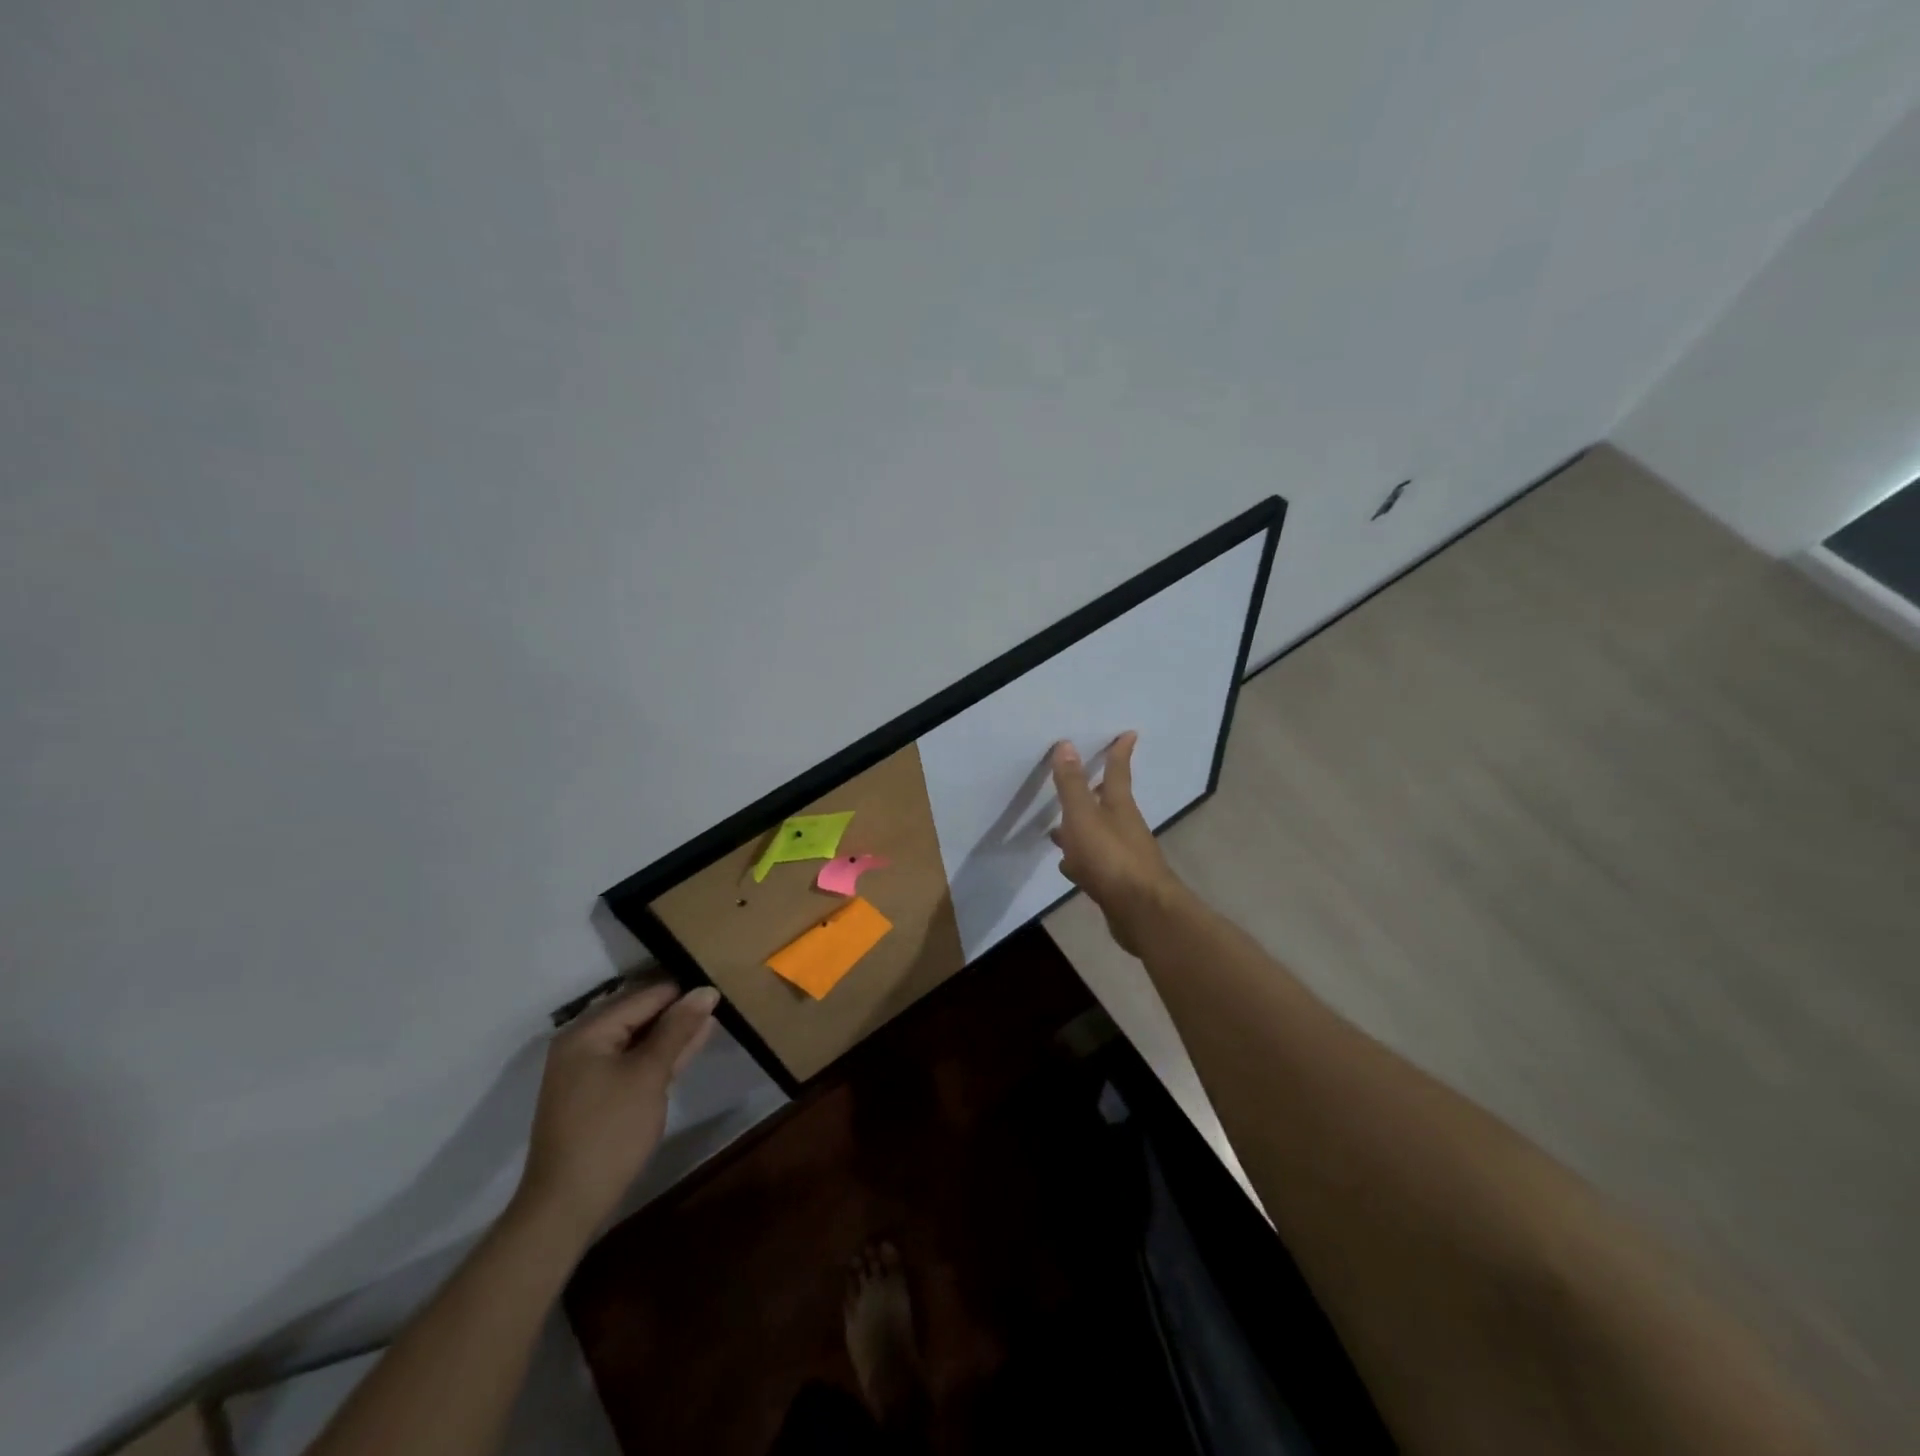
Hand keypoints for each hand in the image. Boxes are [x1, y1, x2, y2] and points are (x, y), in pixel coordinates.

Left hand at [513, 982, 719, 1241]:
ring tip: (713, 1018)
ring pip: (638, 1038)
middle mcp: (583, 1043)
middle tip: (720, 1000)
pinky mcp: (597, 1093)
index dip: (682, 991)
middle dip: (677, 1009)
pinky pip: (632, 1060)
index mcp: (588, 1031)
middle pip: (639, 1014)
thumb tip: (707, 990)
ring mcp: (588, 1070)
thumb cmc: (609, 1131)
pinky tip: (690, 1045)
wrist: (567, 1205)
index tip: (720, 984)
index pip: (644, 996)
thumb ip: (678, 1029)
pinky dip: (659, 1054)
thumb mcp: (649, 1074)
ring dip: (672, 1031)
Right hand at [1049, 732, 1182, 954]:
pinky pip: (1094, 863)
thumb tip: (1065, 744)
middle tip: (1083, 780)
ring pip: (1098, 834)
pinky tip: (1068, 867)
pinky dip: (1080, 859)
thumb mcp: (1084, 816)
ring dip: (1081, 829)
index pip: (1118, 772)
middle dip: (1095, 791)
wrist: (1141, 912)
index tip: (1128, 734)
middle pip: (1108, 803)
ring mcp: (1122, 857)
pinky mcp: (1117, 883)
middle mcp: (1124, 828)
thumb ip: (1072, 784)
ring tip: (1058, 829)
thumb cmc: (1110, 858)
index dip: (1119, 752)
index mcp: (1119, 807)